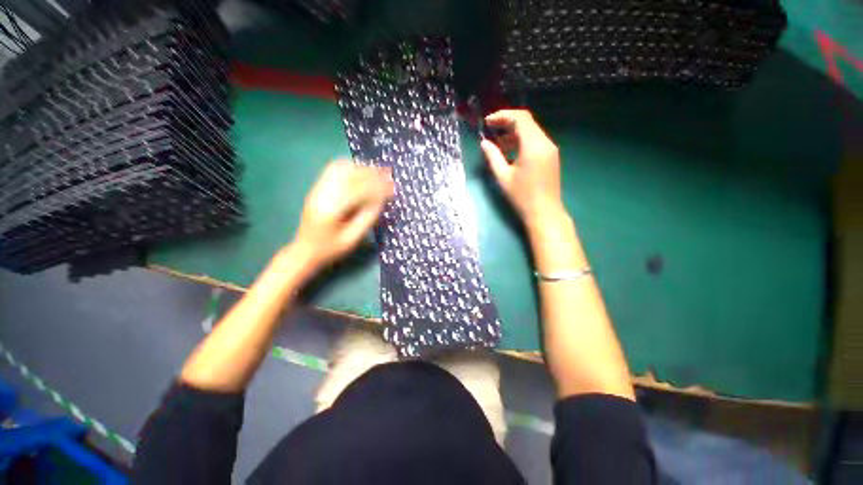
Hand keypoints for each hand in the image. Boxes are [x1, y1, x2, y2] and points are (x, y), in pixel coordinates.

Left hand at [294, 161, 393, 267]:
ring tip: (376, 171)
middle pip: (350, 175)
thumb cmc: (330, 249)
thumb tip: (382, 199)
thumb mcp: (352, 238)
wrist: (304, 251)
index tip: (393, 186)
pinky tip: (360, 171)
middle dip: (372, 173)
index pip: (359, 190)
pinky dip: (349, 167)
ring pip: (340, 168)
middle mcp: (322, 195)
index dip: (378, 187)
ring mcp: (317, 190)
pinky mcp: (317, 189)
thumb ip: (367, 218)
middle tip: (388, 174)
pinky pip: (333, 170)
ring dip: (360, 167)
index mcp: (332, 210)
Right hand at [480, 110, 564, 229]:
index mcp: (533, 146)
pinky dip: (522, 141)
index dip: (502, 116)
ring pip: (531, 131)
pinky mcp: (551, 156)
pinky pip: (536, 140)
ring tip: (498, 144)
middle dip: (507, 122)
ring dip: (514, 132)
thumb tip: (484, 143)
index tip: (487, 122)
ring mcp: (550, 149)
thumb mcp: (503, 177)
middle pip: (527, 122)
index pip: (520, 118)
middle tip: (491, 131)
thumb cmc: (522, 197)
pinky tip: (511, 152)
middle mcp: (545, 142)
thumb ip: (493, 157)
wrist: (545, 212)